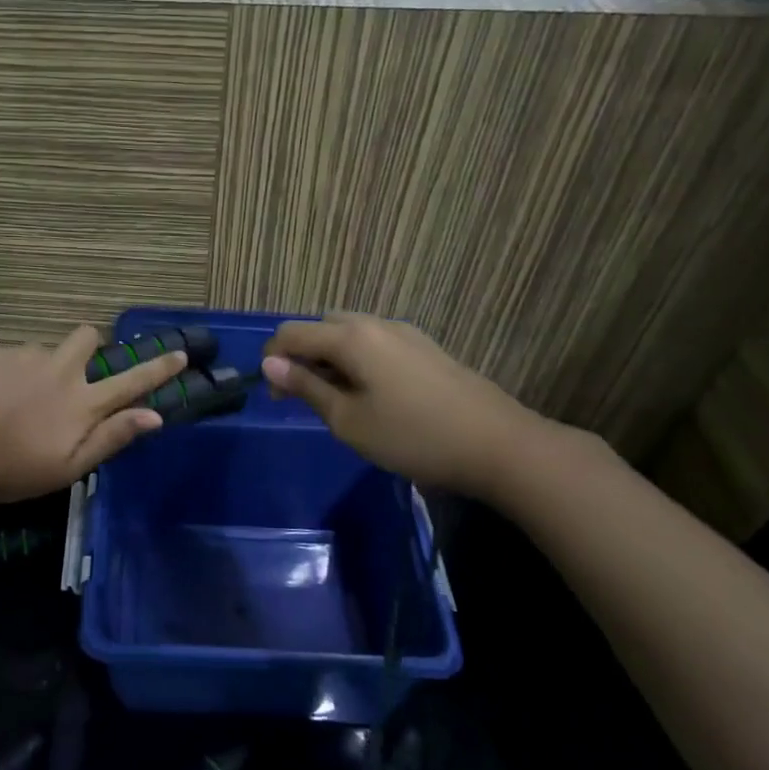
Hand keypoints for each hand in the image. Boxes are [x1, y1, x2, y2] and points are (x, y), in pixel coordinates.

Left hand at [0, 326, 184, 502]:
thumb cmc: (14, 471)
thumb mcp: (69, 467)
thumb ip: (112, 438)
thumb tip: (155, 416)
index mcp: (82, 403)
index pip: (131, 380)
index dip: (159, 367)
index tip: (179, 354)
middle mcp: (60, 371)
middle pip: (88, 337)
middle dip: (90, 348)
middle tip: (75, 376)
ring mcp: (26, 358)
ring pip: (50, 349)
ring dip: (49, 366)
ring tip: (25, 400)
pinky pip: (20, 355)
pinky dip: (19, 372)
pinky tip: (0, 399)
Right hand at [260, 314, 545, 498]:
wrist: (499, 445)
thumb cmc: (413, 437)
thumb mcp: (348, 420)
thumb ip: (306, 388)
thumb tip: (269, 363)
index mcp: (351, 337)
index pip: (292, 333)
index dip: (273, 360)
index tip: (275, 397)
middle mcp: (375, 323)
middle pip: (321, 326)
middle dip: (302, 355)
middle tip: (304, 397)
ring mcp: (404, 333)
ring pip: (350, 332)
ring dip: (330, 357)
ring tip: (337, 398)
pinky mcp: (425, 347)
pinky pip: (375, 342)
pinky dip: (357, 359)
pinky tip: (372, 394)